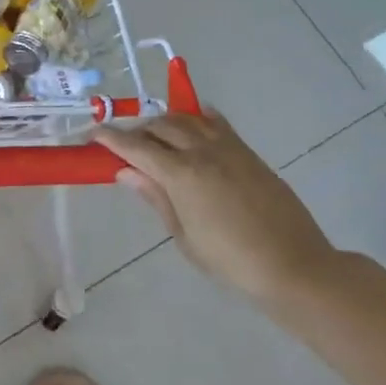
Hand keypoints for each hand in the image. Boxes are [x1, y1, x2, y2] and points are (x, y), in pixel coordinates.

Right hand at [96, 112, 337, 296]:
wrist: (293, 266)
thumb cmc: (231, 261)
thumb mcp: (184, 236)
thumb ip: (155, 197)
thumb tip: (126, 171)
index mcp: (181, 175)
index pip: (135, 146)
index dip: (110, 137)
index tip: (92, 134)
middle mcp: (202, 152)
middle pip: (160, 126)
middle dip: (137, 130)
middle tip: (124, 145)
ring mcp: (229, 148)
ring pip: (187, 118)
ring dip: (165, 122)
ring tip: (154, 136)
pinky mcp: (248, 152)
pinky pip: (216, 123)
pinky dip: (196, 118)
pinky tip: (191, 125)